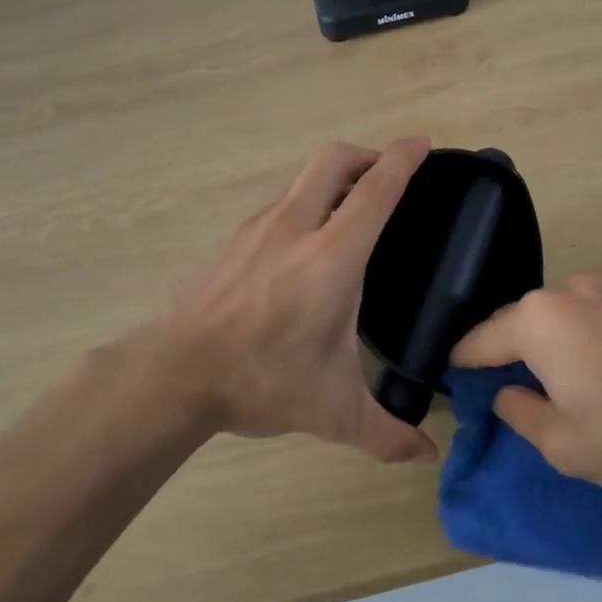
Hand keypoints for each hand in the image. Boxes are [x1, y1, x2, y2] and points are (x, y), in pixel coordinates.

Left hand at [162, 138, 435, 463]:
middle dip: (367, 155)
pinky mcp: (232, 239)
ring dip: (333, 178)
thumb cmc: (261, 380)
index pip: (376, 190)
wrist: (173, 374)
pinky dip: (304, 202)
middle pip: (333, 160)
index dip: (403, 159)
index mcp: (332, 258)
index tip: (422, 143)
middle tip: (388, 177)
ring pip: (302, 178)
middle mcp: (295, 227)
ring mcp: (257, 228)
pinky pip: (279, 203)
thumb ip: (386, 434)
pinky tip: (305, 244)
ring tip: (352, 209)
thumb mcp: (332, 411)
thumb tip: (427, 458)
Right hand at [450, 274, 601, 492]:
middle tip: (509, 393)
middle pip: (516, 323)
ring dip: (546, 345)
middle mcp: (565, 290)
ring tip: (557, 384)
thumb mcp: (560, 442)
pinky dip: (578, 339)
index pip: (477, 341)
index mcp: (536, 319)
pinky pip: (587, 316)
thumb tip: (508, 393)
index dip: (461, 366)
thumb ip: (518, 412)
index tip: (455, 385)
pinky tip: (597, 371)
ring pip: (553, 318)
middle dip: (507, 355)